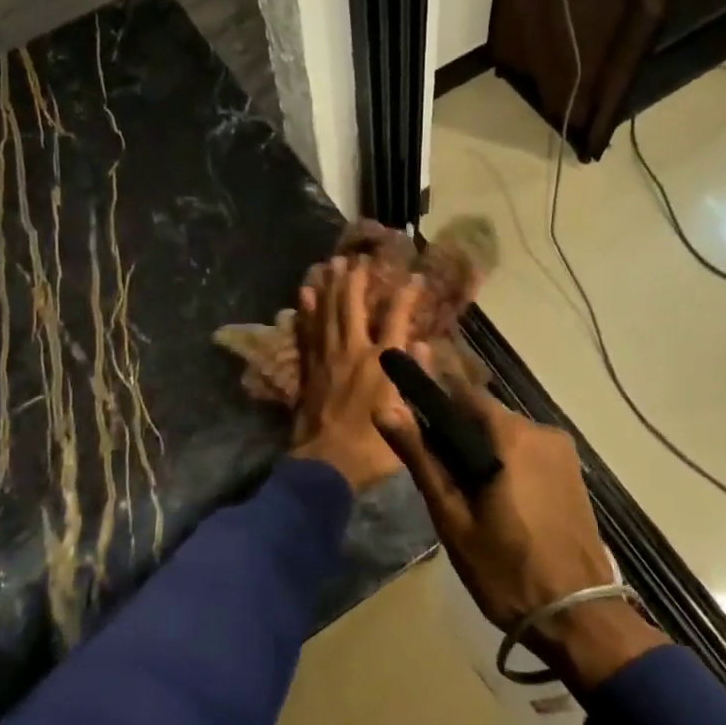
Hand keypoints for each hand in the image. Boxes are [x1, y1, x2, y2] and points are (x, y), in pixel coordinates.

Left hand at [290, 258, 419, 492]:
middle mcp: (353, 352)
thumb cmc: (373, 446)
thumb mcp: (406, 415)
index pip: (396, 319)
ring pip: (326, 314)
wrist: (326, 465)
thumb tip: (420, 345)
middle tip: (356, 259)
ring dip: (329, 288)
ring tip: (330, 265)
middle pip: (351, 307)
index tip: (414, 278)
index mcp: (381, 363)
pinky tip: (305, 297)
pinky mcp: (309, 371)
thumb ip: (413, 378)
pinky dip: (306, 314)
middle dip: (355, 281)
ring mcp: (327, 359)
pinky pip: (306, 334)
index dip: (406, 297)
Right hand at [383, 377, 665, 688]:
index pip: (462, 392)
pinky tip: (489, 489)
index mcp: (511, 436)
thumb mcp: (453, 517)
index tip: (408, 370)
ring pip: (506, 434)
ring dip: (479, 444)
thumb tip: (385, 410)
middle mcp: (541, 431)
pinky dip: (502, 458)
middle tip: (425, 451)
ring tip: (455, 482)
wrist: (579, 618)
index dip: (432, 382)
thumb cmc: (506, 569)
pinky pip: (526, 450)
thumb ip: (421, 458)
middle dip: (454, 424)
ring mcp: (562, 452)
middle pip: (485, 414)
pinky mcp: (572, 473)